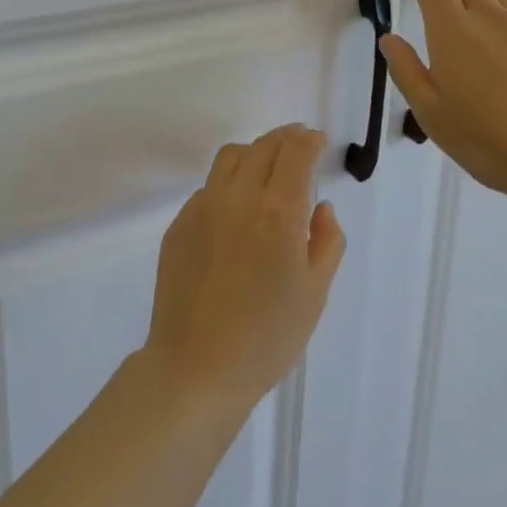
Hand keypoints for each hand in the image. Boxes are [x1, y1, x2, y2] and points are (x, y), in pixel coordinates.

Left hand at [141, 124, 345, 413]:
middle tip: (299, 144)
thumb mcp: (314, 293)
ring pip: (230, 157)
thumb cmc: (267, 338)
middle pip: (263, 146)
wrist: (196, 367)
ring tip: (268, 167)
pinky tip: (237, 209)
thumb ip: (326, 241)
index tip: (318, 141)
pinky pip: (209, 187)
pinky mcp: (179, 223)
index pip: (295, 152)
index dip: (309, 140)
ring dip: (254, 152)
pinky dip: (229, 183)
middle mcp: (238, 197)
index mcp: (278, 211)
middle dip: (286, 139)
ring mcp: (203, 207)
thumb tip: (320, 207)